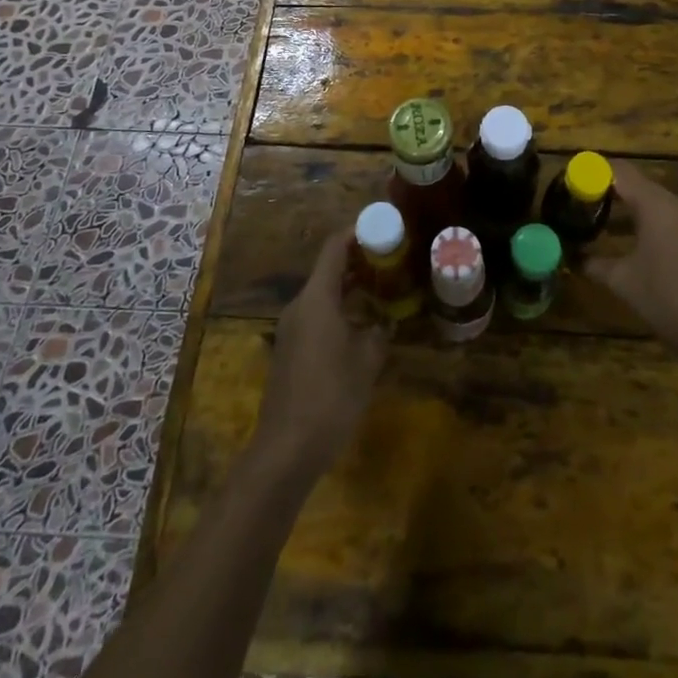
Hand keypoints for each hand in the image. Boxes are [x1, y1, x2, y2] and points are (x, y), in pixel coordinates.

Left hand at [252, 232, 388, 478]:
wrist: (286, 450)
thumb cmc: (330, 396)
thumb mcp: (367, 361)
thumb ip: (380, 331)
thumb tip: (386, 321)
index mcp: (316, 298)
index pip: (335, 248)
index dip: (357, 232)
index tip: (382, 227)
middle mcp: (300, 306)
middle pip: (328, 269)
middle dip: (359, 261)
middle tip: (391, 260)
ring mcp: (291, 330)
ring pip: (323, 295)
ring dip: (350, 288)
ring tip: (383, 289)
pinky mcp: (290, 352)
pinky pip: (317, 316)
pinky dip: (340, 310)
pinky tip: (362, 326)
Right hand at [585, 160, 677, 367]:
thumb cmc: (671, 301)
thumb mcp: (625, 283)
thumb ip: (596, 265)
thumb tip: (574, 259)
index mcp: (657, 206)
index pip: (620, 172)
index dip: (594, 172)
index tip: (572, 182)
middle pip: (639, 187)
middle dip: (610, 194)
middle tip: (582, 207)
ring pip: (656, 206)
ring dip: (630, 213)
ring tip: (603, 229)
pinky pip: (671, 222)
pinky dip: (649, 226)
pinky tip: (635, 249)